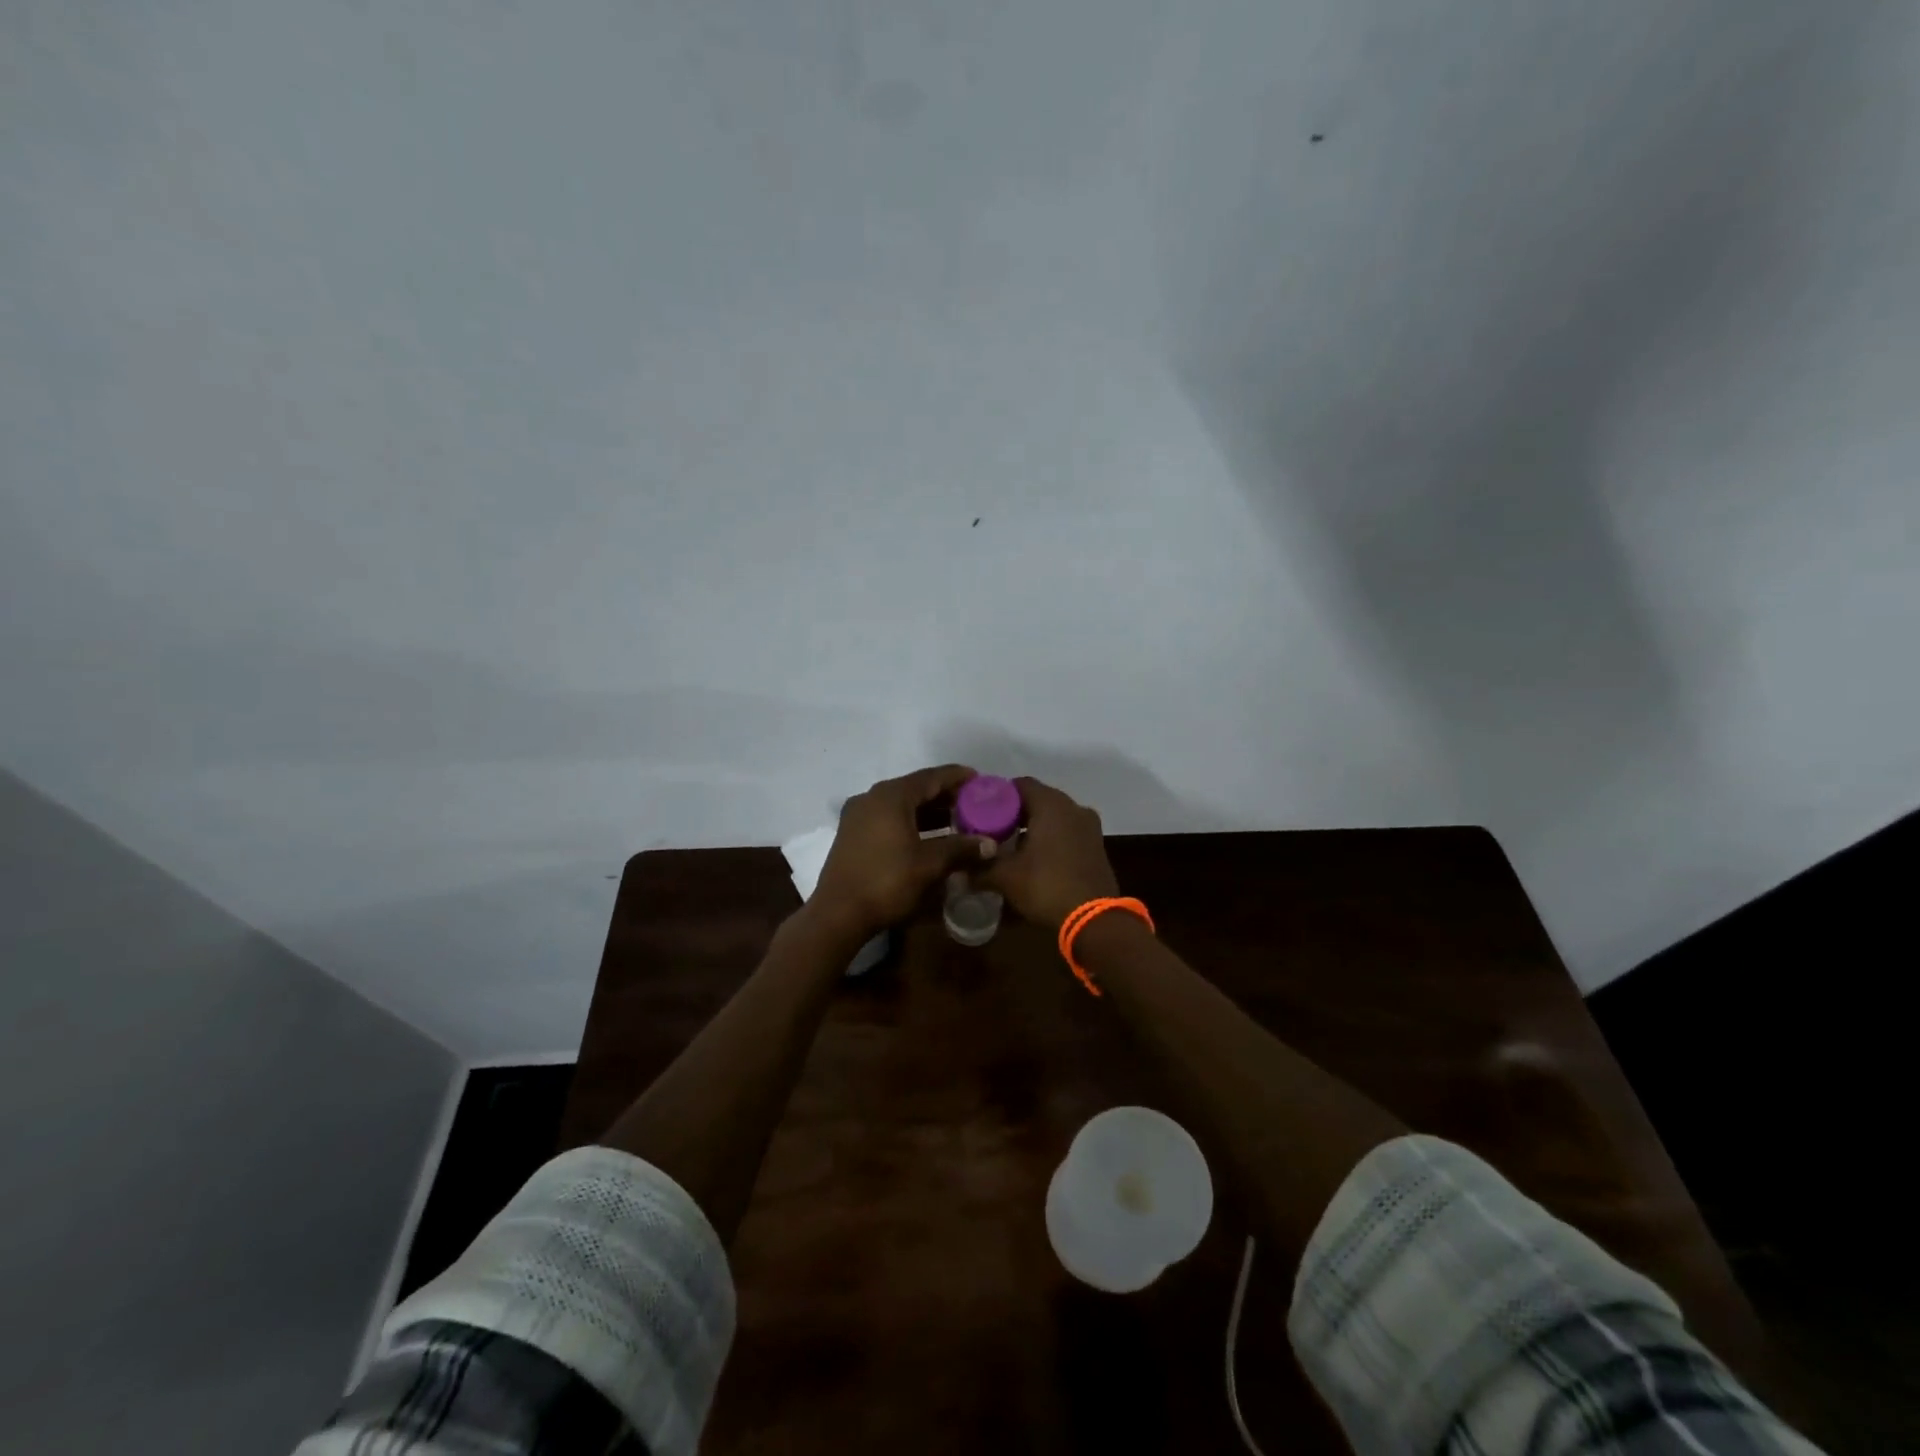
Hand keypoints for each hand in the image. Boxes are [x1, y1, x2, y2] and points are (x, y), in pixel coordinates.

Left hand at [809, 765, 991, 943]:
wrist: (838, 914)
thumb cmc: (887, 882)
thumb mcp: (930, 865)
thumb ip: (962, 848)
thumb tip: (991, 844)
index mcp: (891, 796)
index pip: (931, 777)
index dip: (957, 777)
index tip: (980, 780)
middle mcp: (872, 798)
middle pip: (915, 789)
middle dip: (945, 796)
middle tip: (973, 804)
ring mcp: (858, 816)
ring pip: (901, 805)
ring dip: (928, 812)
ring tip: (957, 821)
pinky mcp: (852, 834)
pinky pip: (889, 818)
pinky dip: (911, 823)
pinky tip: (929, 837)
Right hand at [981, 777, 1118, 930]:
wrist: (1094, 920)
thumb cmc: (1047, 887)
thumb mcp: (1006, 877)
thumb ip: (980, 868)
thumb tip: (957, 872)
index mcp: (1051, 804)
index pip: (1020, 784)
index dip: (998, 795)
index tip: (980, 811)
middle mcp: (1073, 807)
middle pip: (1038, 798)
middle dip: (1015, 812)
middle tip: (992, 829)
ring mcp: (1089, 826)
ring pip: (1054, 816)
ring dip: (1034, 825)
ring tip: (1011, 844)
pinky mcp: (1096, 845)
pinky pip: (1068, 831)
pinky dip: (1051, 837)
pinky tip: (1035, 857)